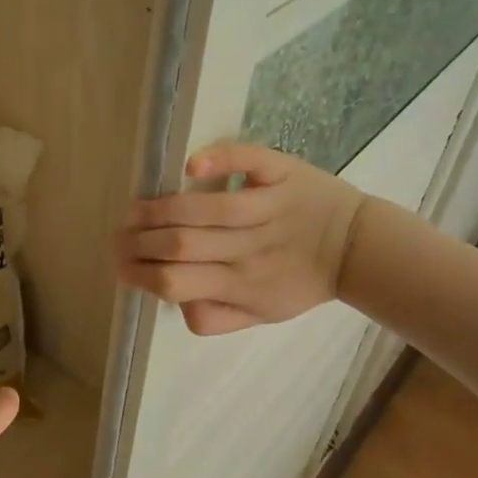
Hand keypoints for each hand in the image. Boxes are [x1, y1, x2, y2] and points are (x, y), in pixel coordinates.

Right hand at [116, 142, 366, 335]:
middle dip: (139, 242)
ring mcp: (267, 209)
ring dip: (160, 208)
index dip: (141, 275)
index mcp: (242, 287)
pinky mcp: (282, 175)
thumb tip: (174, 301)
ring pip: (204, 208)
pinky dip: (218, 160)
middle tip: (118, 237)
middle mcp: (250, 250)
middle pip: (181, 246)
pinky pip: (248, 163)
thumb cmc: (302, 282)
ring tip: (135, 210)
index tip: (121, 266)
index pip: (177, 284)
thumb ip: (217, 317)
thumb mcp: (263, 316)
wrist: (360, 249)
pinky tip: (190, 164)